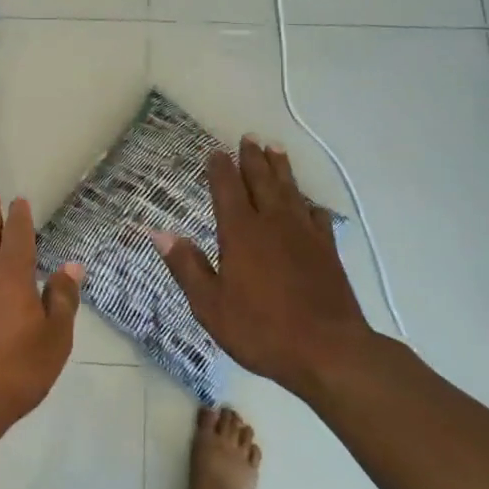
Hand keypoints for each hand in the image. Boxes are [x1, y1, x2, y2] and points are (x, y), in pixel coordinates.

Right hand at [153, 137, 377, 395]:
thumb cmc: (261, 330)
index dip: (220, 169)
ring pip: (291, 191)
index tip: (215, 152)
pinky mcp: (328, 251)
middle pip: (262, 181)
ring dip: (281, 169)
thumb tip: (160, 233)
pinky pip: (317, 216)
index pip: (227, 189)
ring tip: (275, 150)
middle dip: (252, 159)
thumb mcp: (210, 305)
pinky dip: (309, 204)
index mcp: (241, 233)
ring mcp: (304, 235)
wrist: (329, 351)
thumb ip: (187, 266)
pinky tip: (308, 203)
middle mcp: (273, 224)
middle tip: (249, 138)